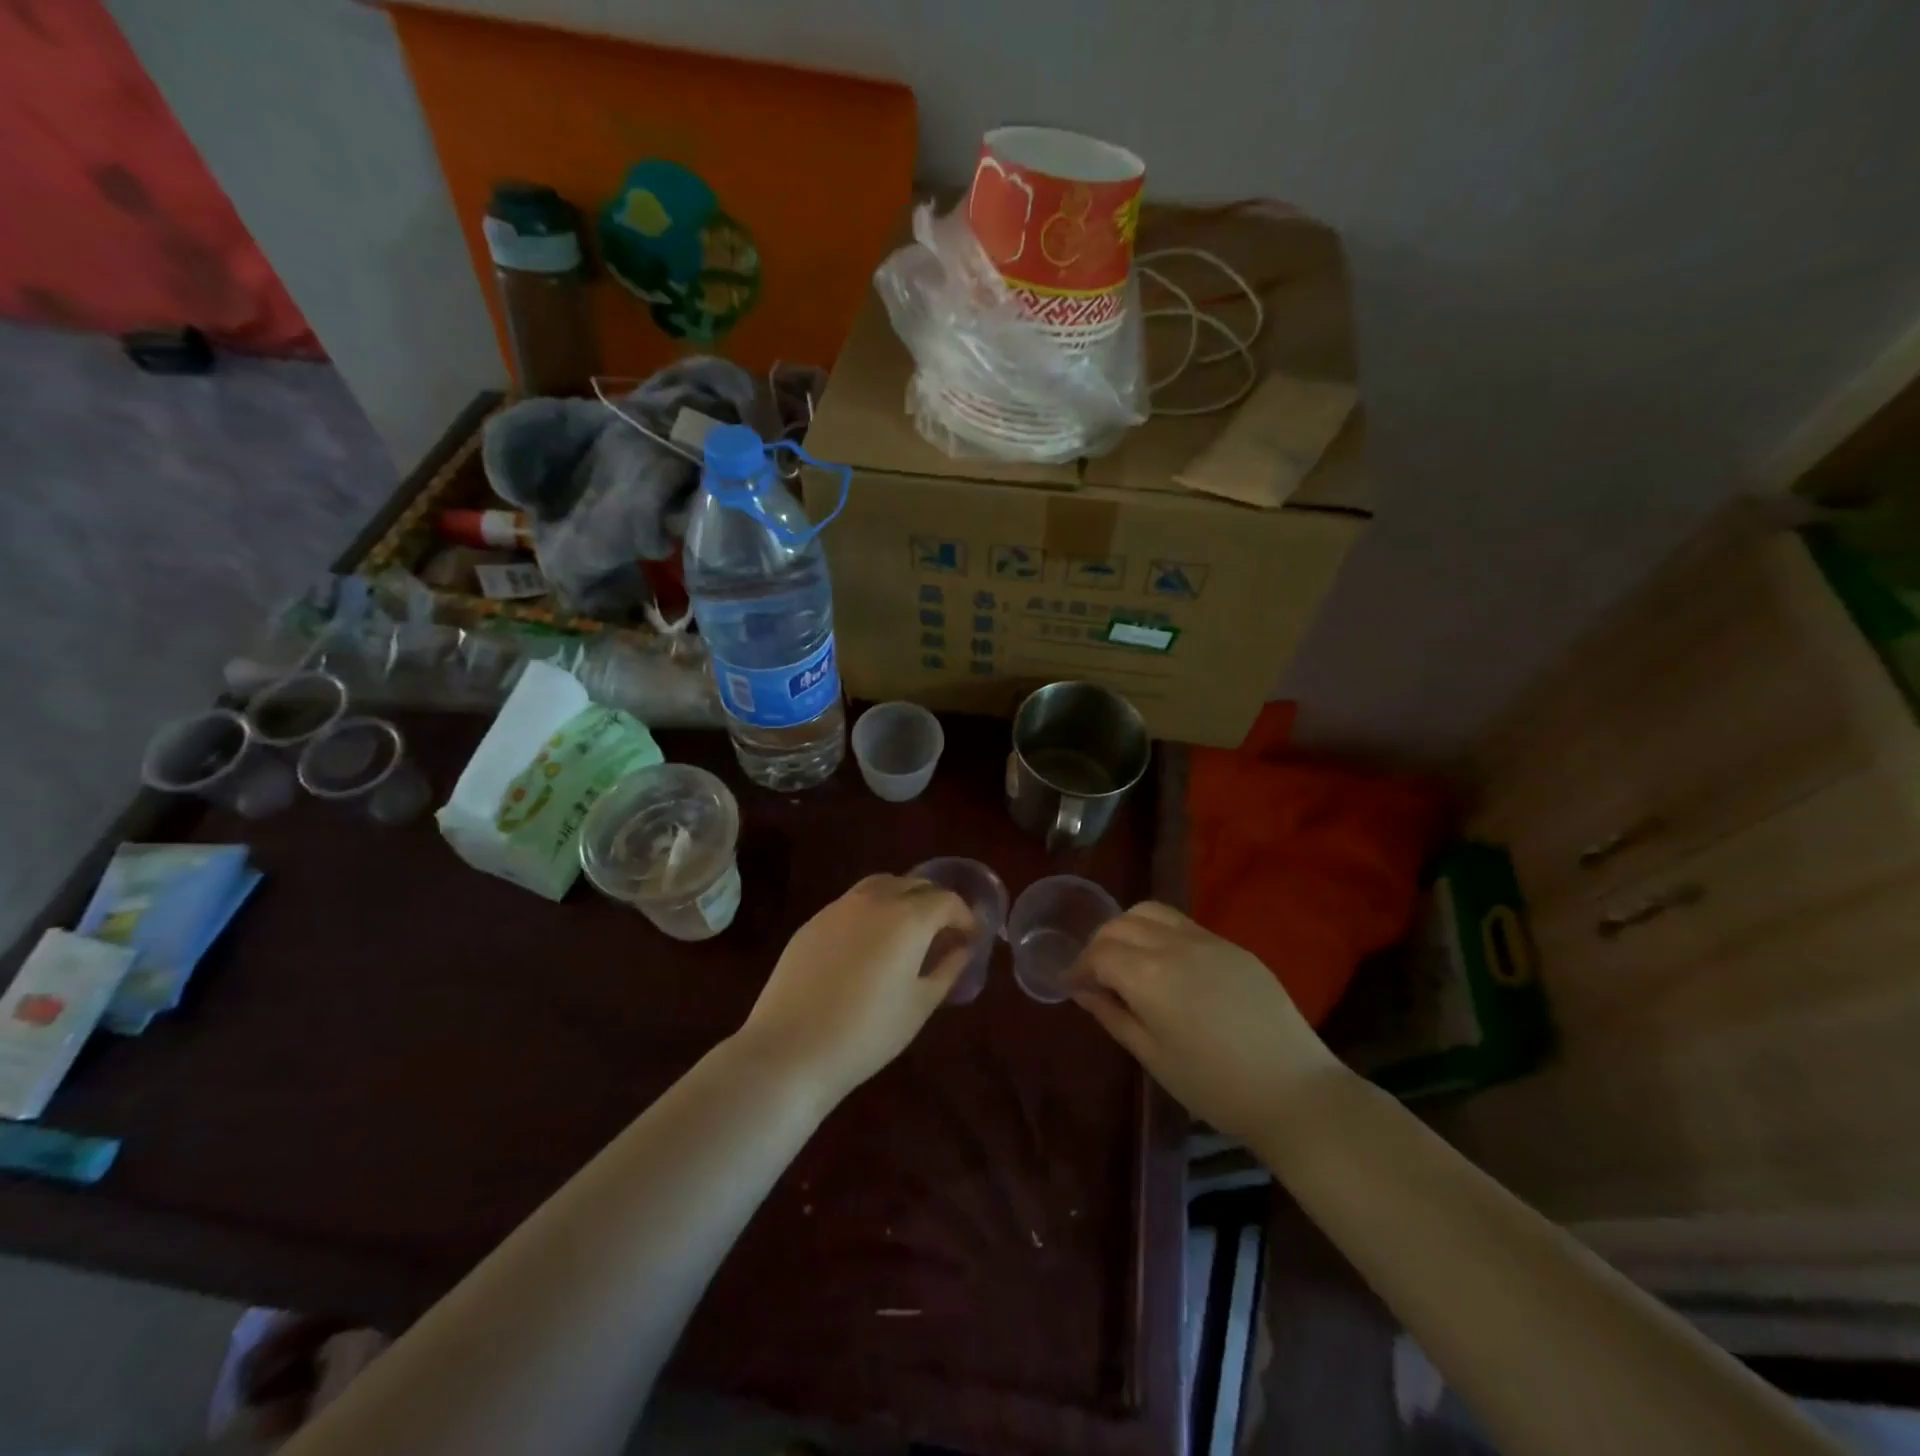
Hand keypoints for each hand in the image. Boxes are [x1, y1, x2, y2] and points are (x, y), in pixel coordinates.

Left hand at [736, 874, 973, 1103]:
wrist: (791, 1048)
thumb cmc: (868, 1032)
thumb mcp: (920, 1005)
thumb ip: (948, 969)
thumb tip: (963, 948)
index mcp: (908, 917)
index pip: (947, 901)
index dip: (964, 917)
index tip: (970, 939)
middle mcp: (875, 899)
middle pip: (915, 885)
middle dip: (936, 904)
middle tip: (943, 935)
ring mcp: (839, 907)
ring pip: (882, 885)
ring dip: (903, 899)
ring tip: (907, 934)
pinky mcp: (813, 921)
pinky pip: (853, 903)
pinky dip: (872, 911)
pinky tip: (868, 946)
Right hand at [1073, 902, 1343, 1143]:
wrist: (1295, 1092)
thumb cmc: (1214, 1086)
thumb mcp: (1153, 1057)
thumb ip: (1113, 1016)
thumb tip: (1082, 991)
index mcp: (1149, 975)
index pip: (1099, 953)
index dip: (1079, 966)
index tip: (1071, 984)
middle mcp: (1174, 945)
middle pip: (1120, 924)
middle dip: (1099, 943)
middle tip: (1094, 973)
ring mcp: (1208, 940)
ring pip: (1151, 912)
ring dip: (1128, 928)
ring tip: (1127, 959)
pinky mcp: (1233, 946)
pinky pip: (1183, 924)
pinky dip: (1159, 932)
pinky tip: (1165, 963)